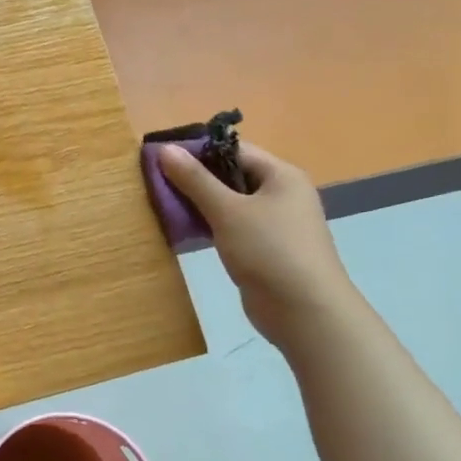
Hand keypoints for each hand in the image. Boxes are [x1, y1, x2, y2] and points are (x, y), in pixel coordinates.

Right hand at [157, 140, 356, 345]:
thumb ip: (195, 179)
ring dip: (200, 203)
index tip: (161, 157)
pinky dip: (209, 225)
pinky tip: (185, 230)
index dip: (198, 150)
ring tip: (163, 204)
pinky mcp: (264, 249)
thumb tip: (166, 148)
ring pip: (230, 203)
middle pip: (231, 175)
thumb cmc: (269, 250)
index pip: (234, 150)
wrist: (304, 312)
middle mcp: (281, 194)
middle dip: (195, 178)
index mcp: (281, 175)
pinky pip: (232, 226)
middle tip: (156, 182)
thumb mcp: (227, 211)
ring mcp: (274, 223)